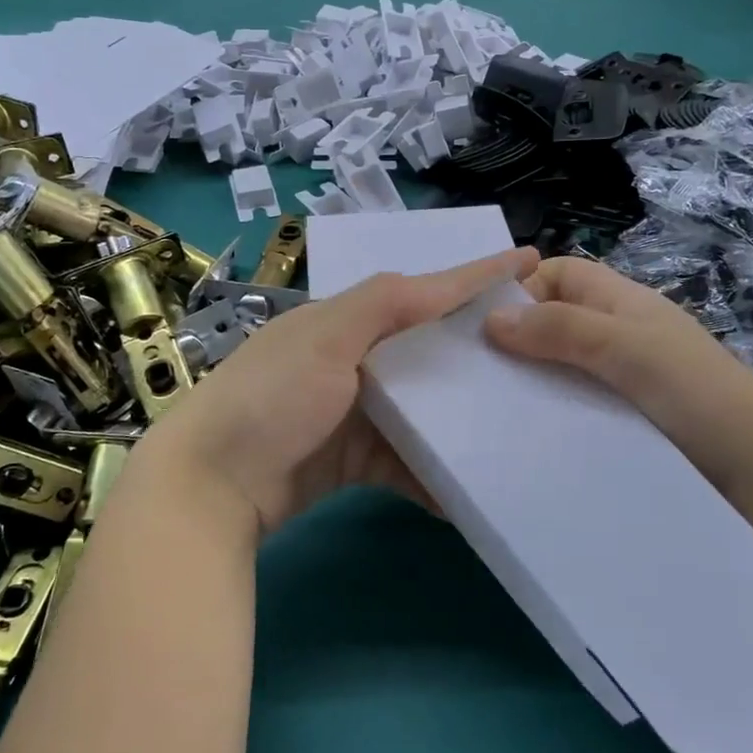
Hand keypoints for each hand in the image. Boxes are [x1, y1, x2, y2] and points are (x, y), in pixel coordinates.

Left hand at [135, 248, 538, 536]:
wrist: (211, 485)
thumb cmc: (270, 398)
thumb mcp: (325, 338)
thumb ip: (383, 304)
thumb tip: (443, 282)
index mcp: (345, 321)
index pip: (421, 291)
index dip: (474, 276)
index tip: (530, 262)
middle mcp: (353, 361)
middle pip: (428, 352)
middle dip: (478, 353)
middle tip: (540, 354)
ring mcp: (354, 414)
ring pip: (423, 410)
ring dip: (462, 420)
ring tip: (522, 422)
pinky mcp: (354, 461)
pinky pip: (406, 462)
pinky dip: (433, 474)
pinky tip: (470, 489)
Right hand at [483, 256, 752, 499]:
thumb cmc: (698, 394)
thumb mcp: (629, 348)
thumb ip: (563, 328)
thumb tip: (490, 318)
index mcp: (622, 303)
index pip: (560, 274)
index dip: (523, 286)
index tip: (485, 322)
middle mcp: (616, 336)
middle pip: (552, 321)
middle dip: (514, 338)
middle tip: (473, 371)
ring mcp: (617, 382)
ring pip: (557, 367)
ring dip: (527, 381)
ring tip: (487, 408)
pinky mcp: (617, 424)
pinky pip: (569, 406)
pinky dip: (545, 414)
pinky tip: (522, 436)